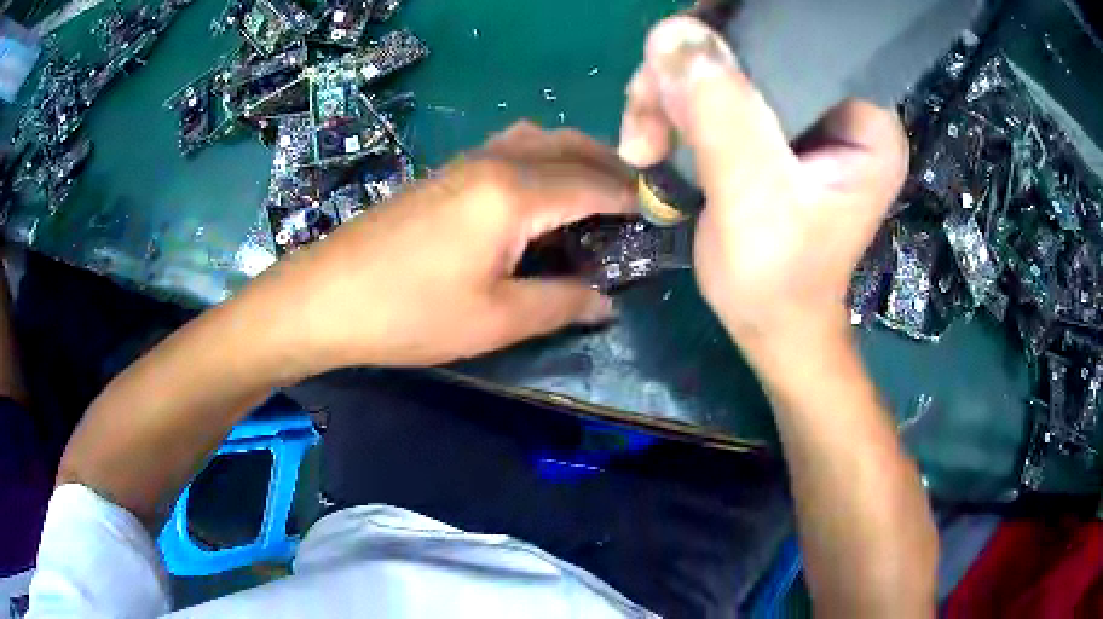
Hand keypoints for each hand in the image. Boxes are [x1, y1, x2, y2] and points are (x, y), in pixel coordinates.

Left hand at [258, 122, 633, 370]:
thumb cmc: (410, 313)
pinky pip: (512, 149)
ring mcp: (467, 161)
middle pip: (571, 146)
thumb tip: (606, 301)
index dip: (635, 199)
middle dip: (613, 168)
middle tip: (639, 203)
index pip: (595, 184)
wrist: (326, 296)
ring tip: (598, 194)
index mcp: (516, 192)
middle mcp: (497, 161)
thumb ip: (561, 303)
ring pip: (541, 140)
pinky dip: (545, 161)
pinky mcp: (447, 172)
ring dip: (578, 158)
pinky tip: (544, 195)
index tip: (664, 214)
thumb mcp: (496, 319)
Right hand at [618, 17, 908, 347]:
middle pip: (754, 48)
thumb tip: (673, 32)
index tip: (684, 55)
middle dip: (690, 72)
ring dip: (669, 93)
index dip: (739, 33)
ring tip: (642, 143)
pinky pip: (712, 91)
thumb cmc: (778, 280)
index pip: (801, 41)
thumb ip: (719, 113)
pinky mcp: (770, 129)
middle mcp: (837, 107)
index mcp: (863, 121)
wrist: (768, 326)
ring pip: (723, 67)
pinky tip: (650, 143)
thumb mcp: (752, 198)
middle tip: (647, 114)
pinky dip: (672, 108)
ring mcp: (801, 116)